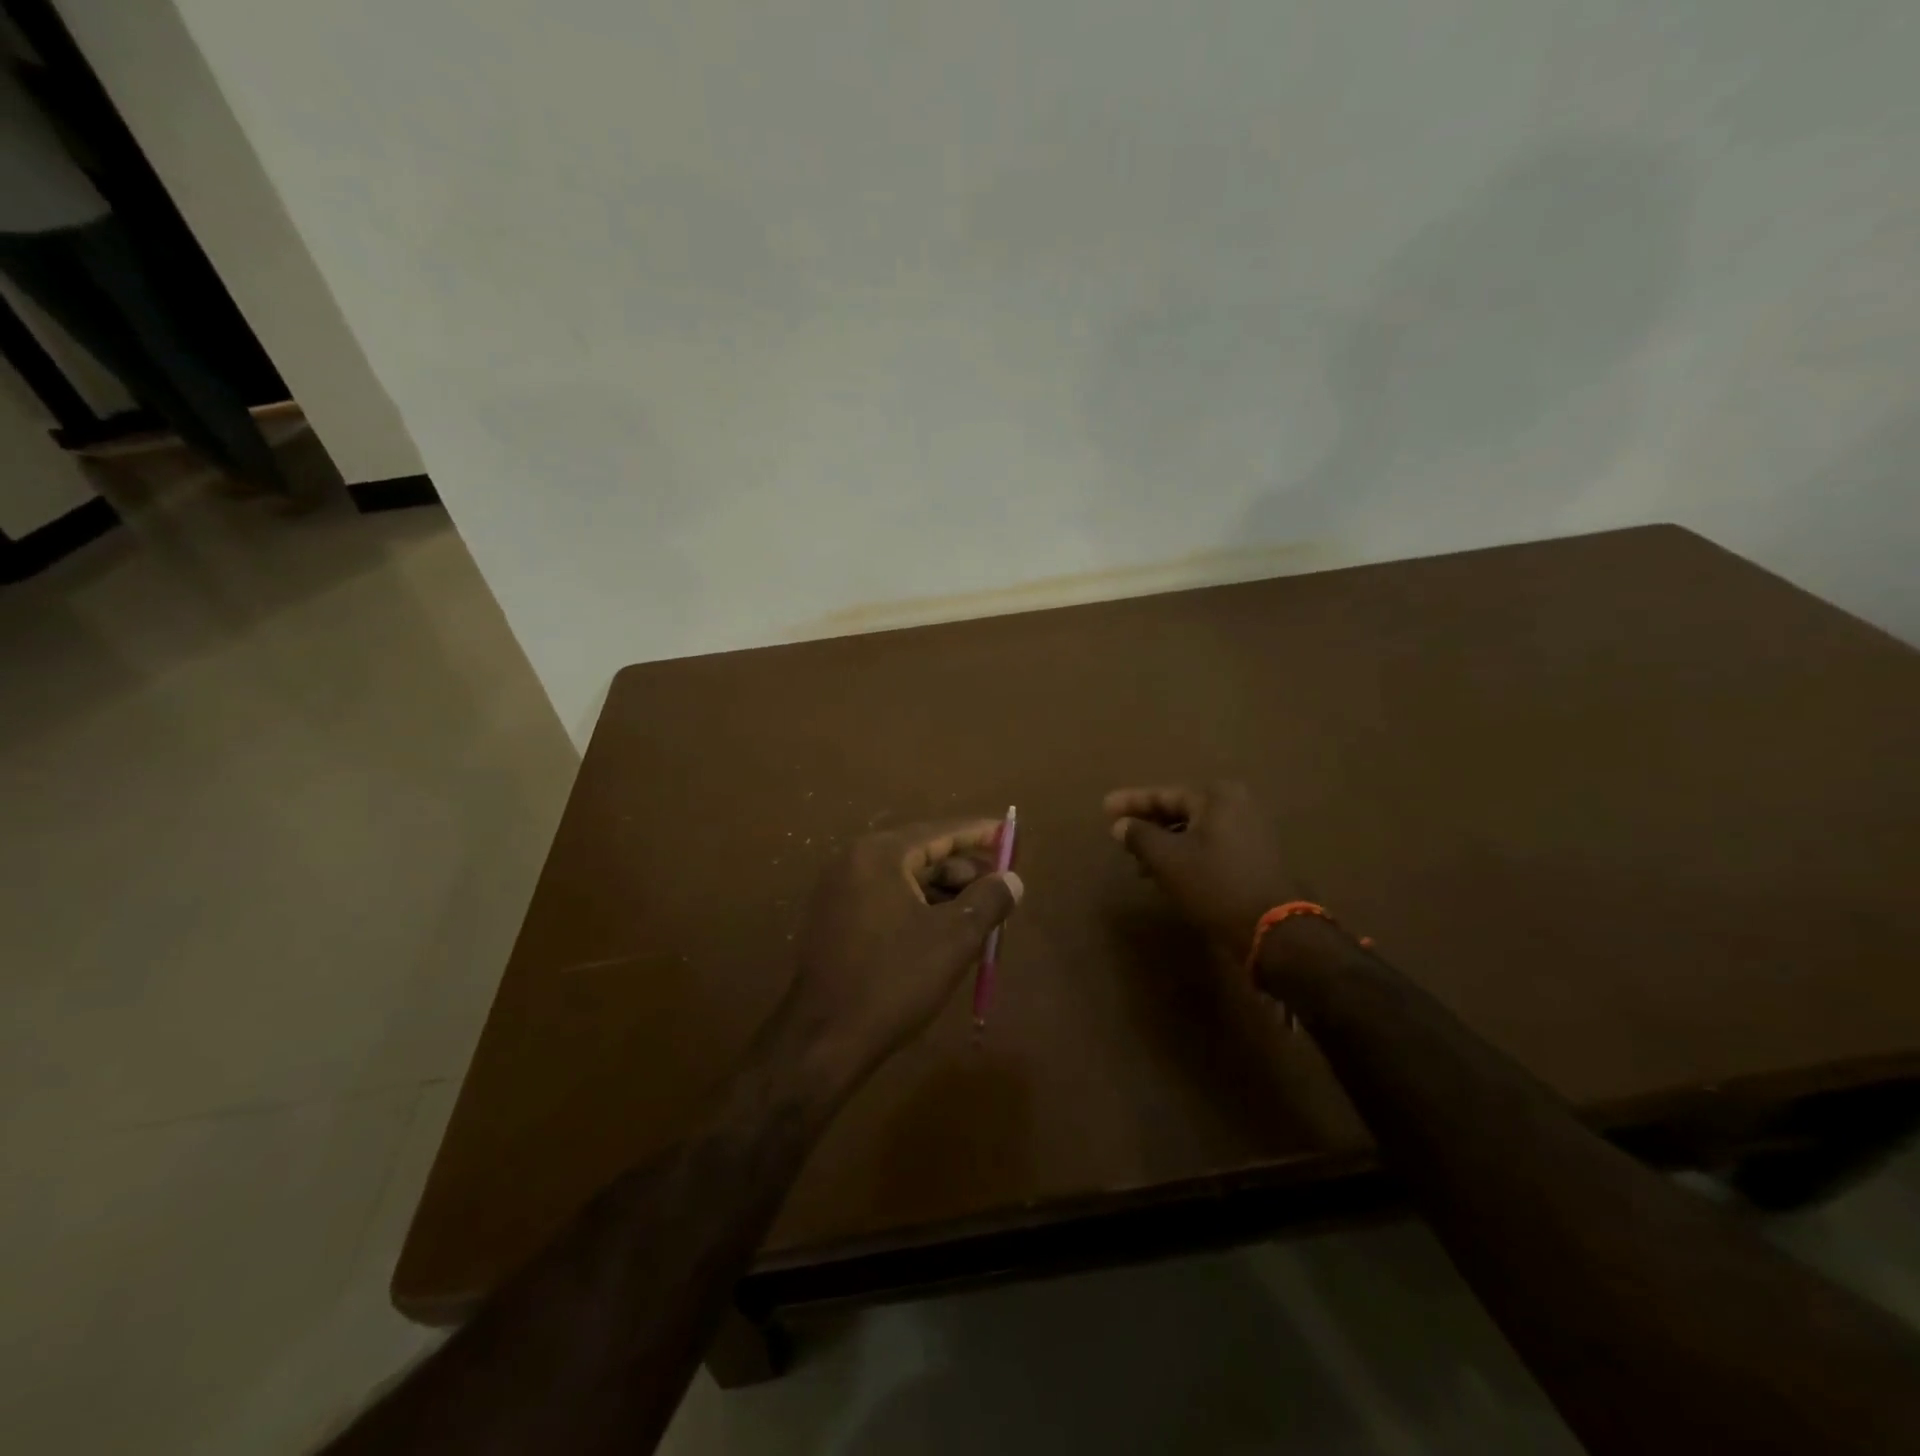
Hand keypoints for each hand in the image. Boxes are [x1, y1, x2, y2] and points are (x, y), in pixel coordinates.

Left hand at [781, 819, 1021, 1084]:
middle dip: (963, 871)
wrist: (823, 1040)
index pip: (939, 832)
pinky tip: (944, 933)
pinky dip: (918, 908)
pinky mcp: (834, 920)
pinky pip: (886, 900)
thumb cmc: (893, 980)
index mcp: (879, 855)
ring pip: (905, 880)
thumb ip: (988, 901)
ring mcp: (839, 891)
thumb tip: (1012, 879)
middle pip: (921, 854)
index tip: (1009, 833)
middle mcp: (854, 862)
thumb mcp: (954, 939)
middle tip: (1000, 888)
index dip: (978, 833)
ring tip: (979, 916)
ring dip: (943, 894)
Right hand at [1104, 782, 1301, 958]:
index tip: (1104, 807)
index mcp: (1216, 796)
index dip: (1131, 802)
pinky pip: (1209, 845)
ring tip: (1137, 860)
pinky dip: (1185, 854)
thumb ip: (1139, 836)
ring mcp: (1250, 831)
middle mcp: (1237, 805)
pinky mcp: (1254, 856)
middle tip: (1118, 832)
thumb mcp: (1167, 859)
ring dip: (1164, 842)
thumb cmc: (1215, 885)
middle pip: (1180, 809)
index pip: (1163, 795)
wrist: (1273, 930)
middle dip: (1148, 823)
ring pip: (1194, 830)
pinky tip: (1166, 872)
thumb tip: (1120, 825)